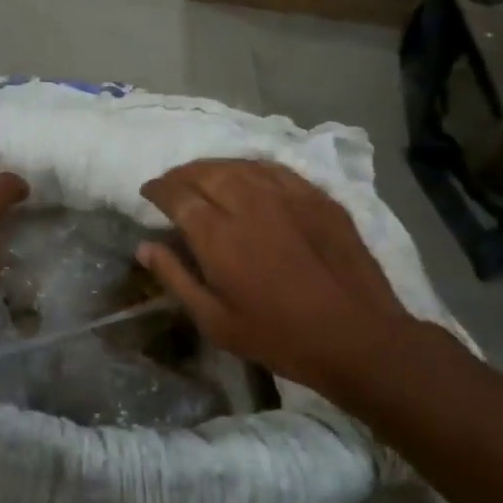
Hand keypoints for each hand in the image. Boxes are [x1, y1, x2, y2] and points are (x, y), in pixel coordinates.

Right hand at [137, 159, 433, 398]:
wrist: (357, 337)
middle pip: (206, 172)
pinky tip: (248, 176)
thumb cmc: (278, 336)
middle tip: (172, 183)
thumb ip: (176, 278)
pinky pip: (275, 169)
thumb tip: (145, 246)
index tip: (148, 191)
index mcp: (217, 235)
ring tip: (204, 176)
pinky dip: (251, 168)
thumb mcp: (215, 321)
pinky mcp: (317, 198)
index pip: (177, 195)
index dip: (158, 189)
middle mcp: (248, 204)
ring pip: (239, 166)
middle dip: (182, 174)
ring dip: (214, 167)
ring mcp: (287, 196)